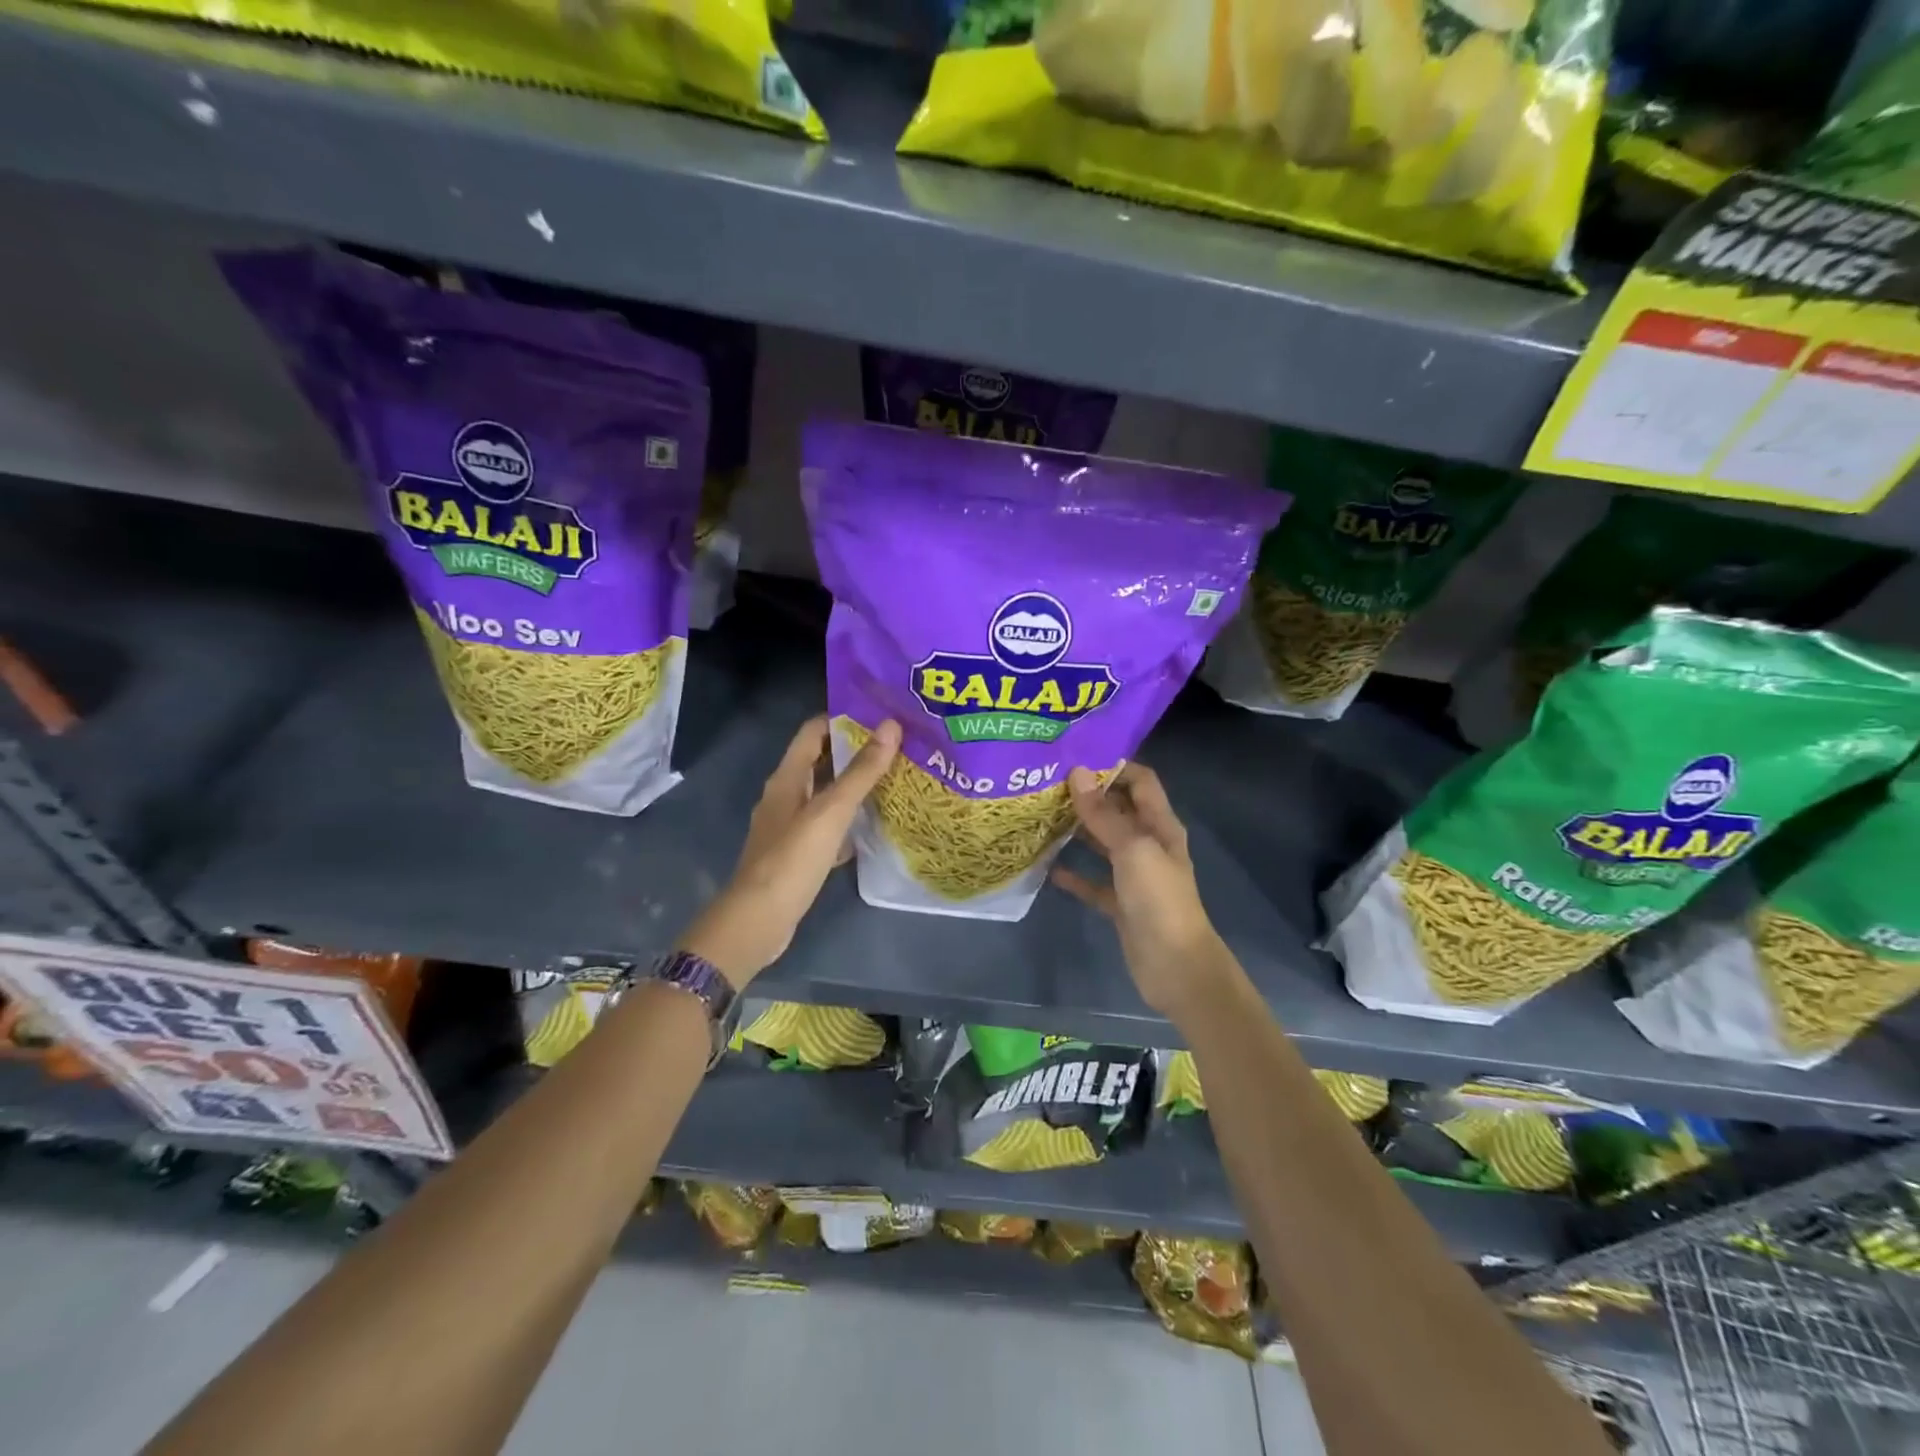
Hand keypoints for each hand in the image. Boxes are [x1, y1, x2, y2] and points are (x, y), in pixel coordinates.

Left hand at [677, 715, 900, 987]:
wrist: (758, 920)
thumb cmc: (792, 859)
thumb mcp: (831, 811)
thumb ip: (861, 771)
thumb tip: (891, 726)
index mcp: (787, 778)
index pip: (813, 732)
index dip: (843, 718)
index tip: (880, 716)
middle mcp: (785, 796)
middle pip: (821, 762)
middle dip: (854, 752)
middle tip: (896, 747)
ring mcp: (789, 827)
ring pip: (825, 796)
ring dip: (853, 787)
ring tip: (893, 780)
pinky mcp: (797, 854)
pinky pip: (826, 827)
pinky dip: (848, 821)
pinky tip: (873, 827)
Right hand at [1052, 763, 1231, 1017]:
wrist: (1176, 968)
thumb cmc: (1159, 900)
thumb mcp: (1132, 850)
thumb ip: (1104, 814)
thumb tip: (1078, 772)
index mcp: (1160, 826)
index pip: (1140, 781)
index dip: (1114, 765)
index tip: (1076, 755)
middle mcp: (1149, 845)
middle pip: (1119, 810)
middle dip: (1089, 795)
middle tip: (1048, 782)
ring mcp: (1135, 876)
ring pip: (1103, 844)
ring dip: (1078, 831)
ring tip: (1041, 815)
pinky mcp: (1120, 904)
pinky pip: (1094, 882)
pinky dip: (1074, 874)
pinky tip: (1047, 868)